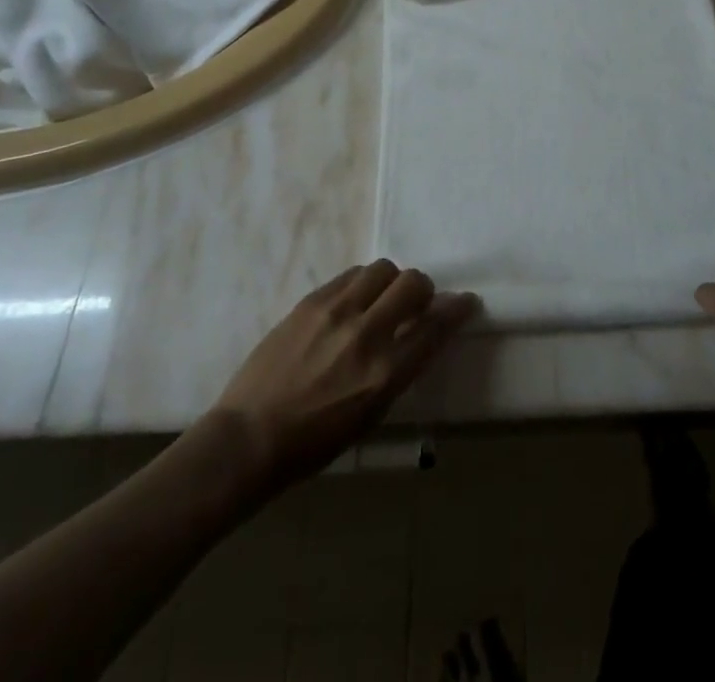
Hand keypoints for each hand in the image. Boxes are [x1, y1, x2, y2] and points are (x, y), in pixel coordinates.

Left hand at [208, 260, 478, 492]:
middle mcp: (365, 334)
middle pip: (413, 284)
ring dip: (391, 282)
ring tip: (382, 300)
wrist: (248, 438)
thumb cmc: (313, 444)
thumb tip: (421, 336)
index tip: (466, 302)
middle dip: (424, 290)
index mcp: (384, 374)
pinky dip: (362, 283)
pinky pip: (351, 275)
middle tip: (417, 303)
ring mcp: (335, 312)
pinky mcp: (310, 302)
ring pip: (383, 269)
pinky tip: (354, 301)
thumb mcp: (370, 416)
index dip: (457, 310)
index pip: (435, 327)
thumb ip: (400, 370)